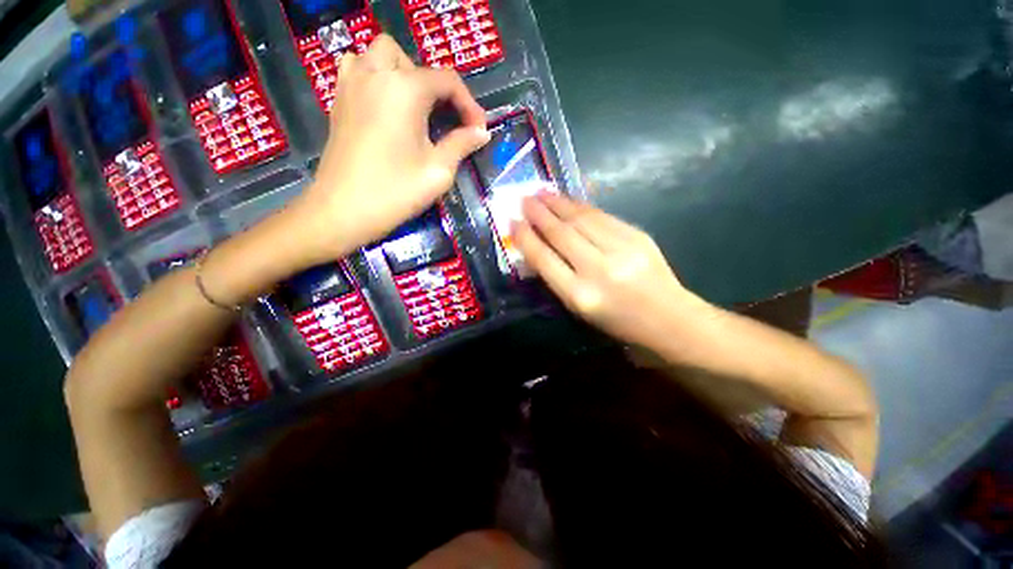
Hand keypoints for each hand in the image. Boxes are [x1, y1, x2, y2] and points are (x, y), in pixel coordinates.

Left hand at [287, 35, 490, 266]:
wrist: (343, 211)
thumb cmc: (395, 192)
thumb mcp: (438, 171)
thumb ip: (462, 145)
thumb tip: (481, 133)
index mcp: (405, 89)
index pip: (447, 81)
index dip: (469, 105)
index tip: (479, 131)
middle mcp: (375, 75)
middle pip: (412, 60)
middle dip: (435, 85)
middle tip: (444, 118)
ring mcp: (351, 84)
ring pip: (379, 55)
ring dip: (403, 73)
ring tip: (414, 107)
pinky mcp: (338, 100)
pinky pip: (357, 68)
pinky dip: (376, 77)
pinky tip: (385, 106)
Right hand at [513, 193, 702, 348]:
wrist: (669, 319)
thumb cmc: (617, 321)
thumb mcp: (579, 309)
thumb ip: (556, 279)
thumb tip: (536, 248)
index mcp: (580, 296)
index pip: (544, 260)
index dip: (526, 239)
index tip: (513, 223)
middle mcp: (598, 270)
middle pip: (561, 234)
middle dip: (539, 214)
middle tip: (524, 199)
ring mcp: (621, 249)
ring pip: (581, 219)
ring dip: (558, 203)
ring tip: (541, 193)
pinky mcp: (637, 236)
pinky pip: (602, 216)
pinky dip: (581, 206)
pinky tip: (568, 200)